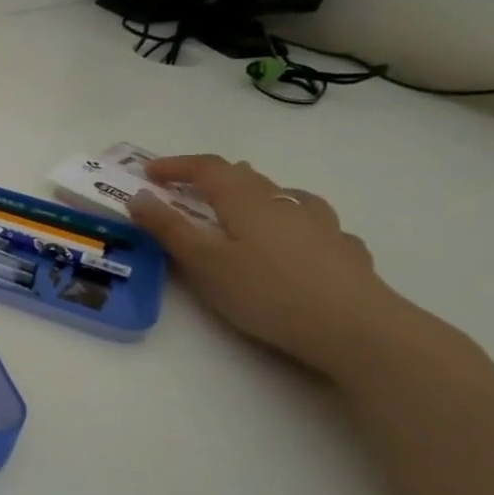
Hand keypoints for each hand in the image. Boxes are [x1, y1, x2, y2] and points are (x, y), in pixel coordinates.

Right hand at [128, 154, 419, 376]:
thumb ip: (169, 228)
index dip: (176, 166)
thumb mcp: (203, 262)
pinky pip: (315, 225)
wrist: (355, 328)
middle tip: (187, 191)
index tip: (147, 173)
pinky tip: (297, 242)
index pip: (208, 169)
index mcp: (246, 201)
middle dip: (212, 178)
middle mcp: (284, 203)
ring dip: (257, 194)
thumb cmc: (266, 292)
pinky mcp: (345, 252)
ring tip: (245, 208)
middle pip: (246, 177)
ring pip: (285, 196)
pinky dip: (294, 224)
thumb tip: (139, 195)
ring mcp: (321, 226)